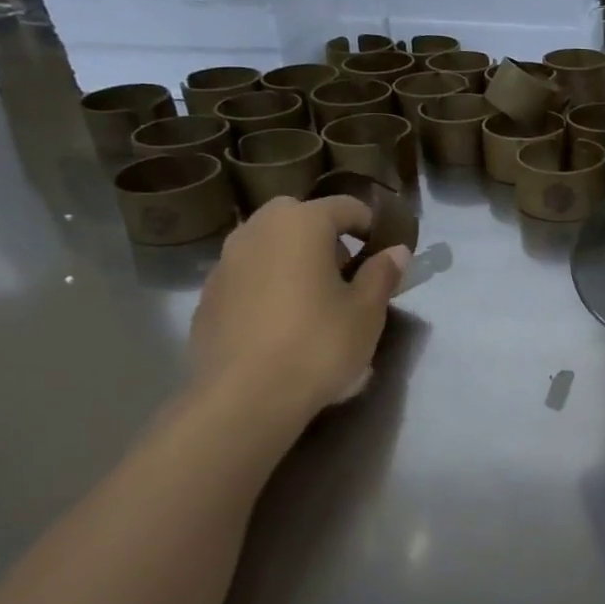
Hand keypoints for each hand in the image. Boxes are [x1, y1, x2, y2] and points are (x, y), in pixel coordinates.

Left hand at [190, 195, 408, 416]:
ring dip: (291, 257)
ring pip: (267, 243)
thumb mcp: (367, 311)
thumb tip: (396, 251)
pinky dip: (266, 284)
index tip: (382, 252)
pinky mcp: (208, 296)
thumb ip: (382, 274)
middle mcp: (258, 230)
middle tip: (344, 271)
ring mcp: (226, 262)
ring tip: (311, 297)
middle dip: (324, 235)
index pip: (345, 206)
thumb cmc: (318, 344)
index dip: (369, 224)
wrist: (245, 397)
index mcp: (301, 224)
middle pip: (298, 216)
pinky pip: (247, 275)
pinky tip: (279, 322)